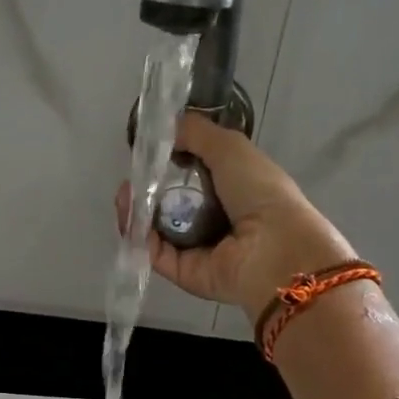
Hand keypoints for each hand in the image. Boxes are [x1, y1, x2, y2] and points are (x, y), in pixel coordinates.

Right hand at [116, 114, 353, 323]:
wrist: (273, 249)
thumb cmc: (260, 192)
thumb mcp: (230, 148)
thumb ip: (197, 133)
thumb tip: (164, 126)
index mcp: (233, 191)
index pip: (192, 176)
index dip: (169, 162)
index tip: (148, 150)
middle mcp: (214, 220)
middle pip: (170, 203)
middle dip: (147, 188)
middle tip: (131, 176)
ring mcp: (197, 249)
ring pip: (156, 229)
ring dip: (137, 210)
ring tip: (125, 194)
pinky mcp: (183, 272)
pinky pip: (155, 252)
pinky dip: (139, 236)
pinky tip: (129, 215)